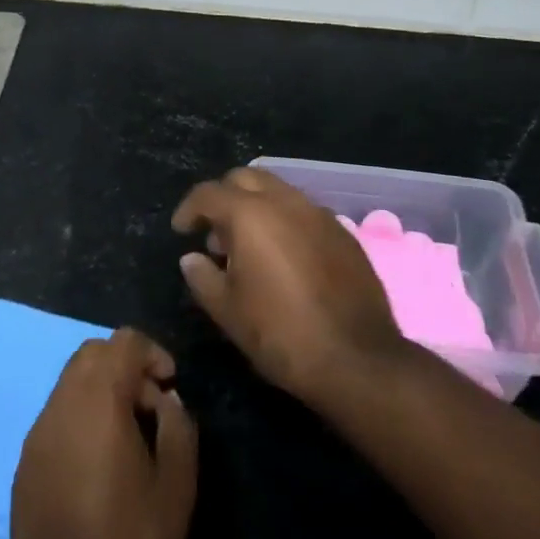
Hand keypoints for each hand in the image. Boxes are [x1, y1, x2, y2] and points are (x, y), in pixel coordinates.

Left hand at [8, 329, 197, 538]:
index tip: (171, 385)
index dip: (152, 352)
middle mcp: (61, 404)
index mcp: (98, 402)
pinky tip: (96, 460)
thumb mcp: (177, 492)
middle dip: (125, 365)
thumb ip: (178, 430)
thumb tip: (167, 401)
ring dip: (101, 389)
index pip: (123, 342)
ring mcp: (37, 432)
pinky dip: (80, 415)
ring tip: (127, 434)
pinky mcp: (24, 460)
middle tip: (151, 406)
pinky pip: (55, 414)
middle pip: (92, 353)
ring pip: (70, 381)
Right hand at [173, 167, 405, 409]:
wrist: (358, 360)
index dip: (189, 209)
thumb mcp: (228, 312)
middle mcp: (284, 201)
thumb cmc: (281, 334)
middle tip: (215, 231)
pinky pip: (304, 212)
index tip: (181, 230)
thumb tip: (192, 258)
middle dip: (224, 197)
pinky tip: (284, 256)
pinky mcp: (343, 233)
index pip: (208, 193)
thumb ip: (203, 277)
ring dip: (256, 206)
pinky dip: (285, 221)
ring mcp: (318, 213)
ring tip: (249, 245)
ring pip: (278, 191)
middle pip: (245, 178)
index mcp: (250, 214)